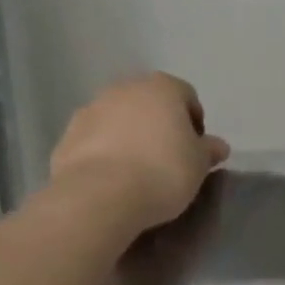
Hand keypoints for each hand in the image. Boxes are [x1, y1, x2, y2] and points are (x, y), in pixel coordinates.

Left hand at [49, 73, 229, 230]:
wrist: (100, 196)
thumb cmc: (163, 172)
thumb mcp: (199, 165)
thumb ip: (208, 150)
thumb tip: (217, 146)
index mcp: (162, 88)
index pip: (186, 95)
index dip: (194, 121)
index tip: (195, 149)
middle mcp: (125, 89)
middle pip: (149, 103)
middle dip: (159, 125)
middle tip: (168, 157)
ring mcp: (91, 110)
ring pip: (119, 119)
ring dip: (130, 136)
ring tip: (138, 171)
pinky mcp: (67, 136)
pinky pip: (95, 140)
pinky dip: (105, 152)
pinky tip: (113, 179)